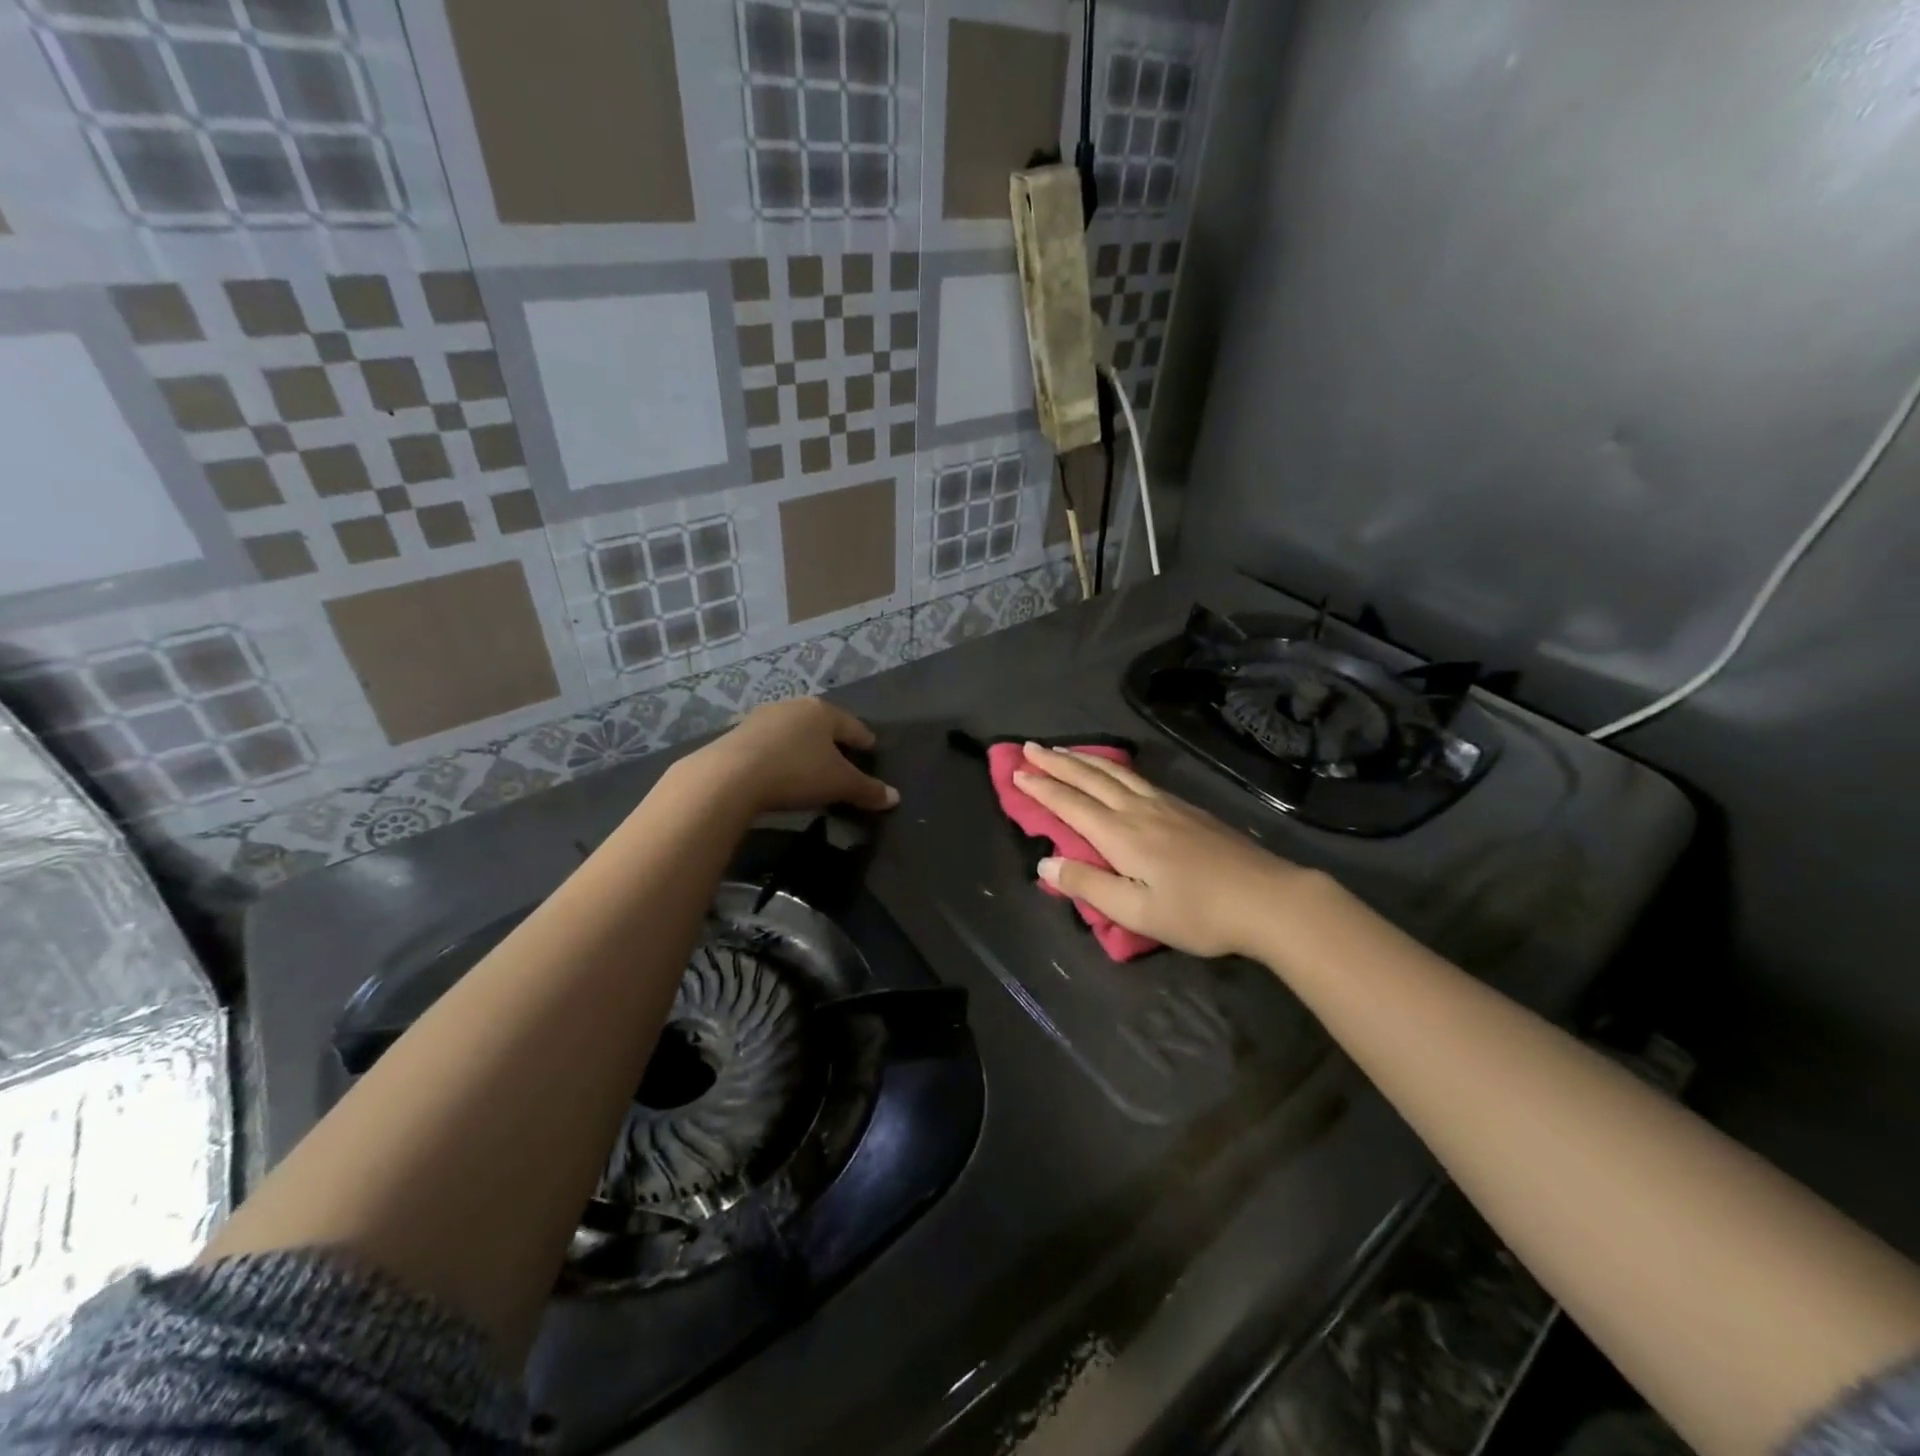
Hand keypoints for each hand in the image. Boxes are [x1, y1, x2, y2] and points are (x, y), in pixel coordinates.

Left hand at [691, 698, 898, 814]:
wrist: (730, 776)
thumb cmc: (796, 772)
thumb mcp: (839, 784)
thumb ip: (868, 790)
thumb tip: (895, 798)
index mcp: (823, 711)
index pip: (853, 726)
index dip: (864, 740)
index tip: (871, 750)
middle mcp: (794, 706)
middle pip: (822, 724)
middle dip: (833, 741)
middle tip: (843, 758)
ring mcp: (762, 718)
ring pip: (794, 732)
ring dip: (804, 746)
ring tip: (810, 765)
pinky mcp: (738, 734)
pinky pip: (770, 744)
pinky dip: (780, 755)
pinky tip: (780, 770)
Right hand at [1012, 743, 1315, 958]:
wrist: (1267, 898)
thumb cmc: (1198, 913)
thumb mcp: (1136, 912)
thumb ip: (1088, 885)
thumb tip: (1045, 862)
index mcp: (1121, 835)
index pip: (1071, 804)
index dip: (1042, 788)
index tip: (1016, 771)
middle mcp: (1138, 810)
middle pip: (1090, 778)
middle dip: (1057, 762)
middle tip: (1029, 747)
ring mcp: (1166, 805)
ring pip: (1115, 772)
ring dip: (1083, 759)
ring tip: (1062, 749)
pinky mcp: (1187, 809)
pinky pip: (1137, 777)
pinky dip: (1112, 767)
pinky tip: (1115, 771)